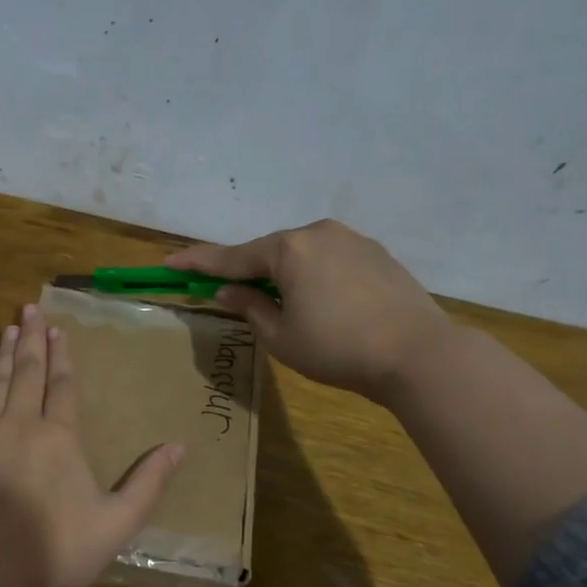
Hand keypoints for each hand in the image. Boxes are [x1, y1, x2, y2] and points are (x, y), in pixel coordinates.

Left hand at [0, 303, 184, 586]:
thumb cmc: (57, 551)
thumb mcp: (116, 523)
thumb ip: (148, 483)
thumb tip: (180, 446)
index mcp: (59, 438)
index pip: (62, 385)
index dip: (62, 356)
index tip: (58, 329)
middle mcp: (20, 426)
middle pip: (27, 374)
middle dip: (30, 340)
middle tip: (29, 309)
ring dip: (2, 356)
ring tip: (6, 330)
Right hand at [167, 219, 450, 403]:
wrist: (418, 354)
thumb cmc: (338, 349)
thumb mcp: (281, 336)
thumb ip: (250, 307)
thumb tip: (228, 290)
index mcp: (289, 249)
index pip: (230, 257)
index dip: (196, 262)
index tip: (168, 262)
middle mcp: (318, 233)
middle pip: (268, 252)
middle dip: (246, 271)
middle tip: (226, 290)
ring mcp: (351, 239)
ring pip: (301, 254)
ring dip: (282, 274)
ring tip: (279, 304)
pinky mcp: (376, 253)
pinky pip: (329, 259)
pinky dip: (313, 275)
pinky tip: (320, 302)